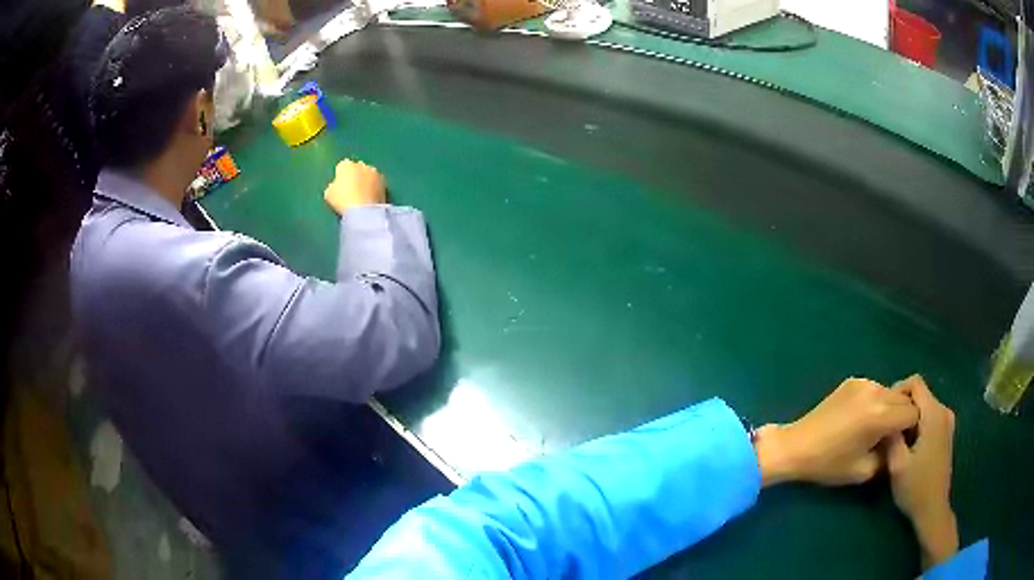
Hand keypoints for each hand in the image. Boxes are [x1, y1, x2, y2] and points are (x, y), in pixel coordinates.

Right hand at [324, 159, 385, 214]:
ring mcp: (374, 173)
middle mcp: (361, 164)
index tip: (340, 186)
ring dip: (366, 182)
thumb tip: (336, 186)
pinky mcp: (384, 183)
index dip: (341, 176)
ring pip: (368, 175)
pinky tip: (370, 199)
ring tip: (362, 196)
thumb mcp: (329, 194)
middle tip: (352, 191)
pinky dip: (374, 189)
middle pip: (357, 168)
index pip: (342, 166)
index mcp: (346, 165)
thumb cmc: (342, 200)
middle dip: (355, 176)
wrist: (363, 210)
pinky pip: (376, 184)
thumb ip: (333, 186)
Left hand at [754, 378, 918, 486]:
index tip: (904, 441)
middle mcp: (876, 391)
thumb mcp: (864, 470)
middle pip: (904, 399)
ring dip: (890, 407)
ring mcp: (864, 382)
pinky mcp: (853, 380)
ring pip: (891, 392)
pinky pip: (876, 389)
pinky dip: (877, 401)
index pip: (913, 413)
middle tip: (892, 435)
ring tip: (876, 427)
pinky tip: (862, 418)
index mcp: (881, 415)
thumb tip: (901, 443)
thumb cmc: (829, 464)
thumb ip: (890, 455)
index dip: (912, 428)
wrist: (796, 446)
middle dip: (903, 416)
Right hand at [883, 375, 958, 568]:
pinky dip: (918, 424)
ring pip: (925, 406)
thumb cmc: (915, 487)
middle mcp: (944, 411)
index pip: (916, 382)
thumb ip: (892, 436)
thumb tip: (885, 418)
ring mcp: (947, 422)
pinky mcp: (946, 433)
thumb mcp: (897, 465)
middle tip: (887, 427)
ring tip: (895, 437)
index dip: (898, 389)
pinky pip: (930, 416)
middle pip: (921, 393)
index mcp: (934, 414)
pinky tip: (908, 444)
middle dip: (903, 406)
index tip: (885, 411)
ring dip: (909, 416)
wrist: (932, 508)